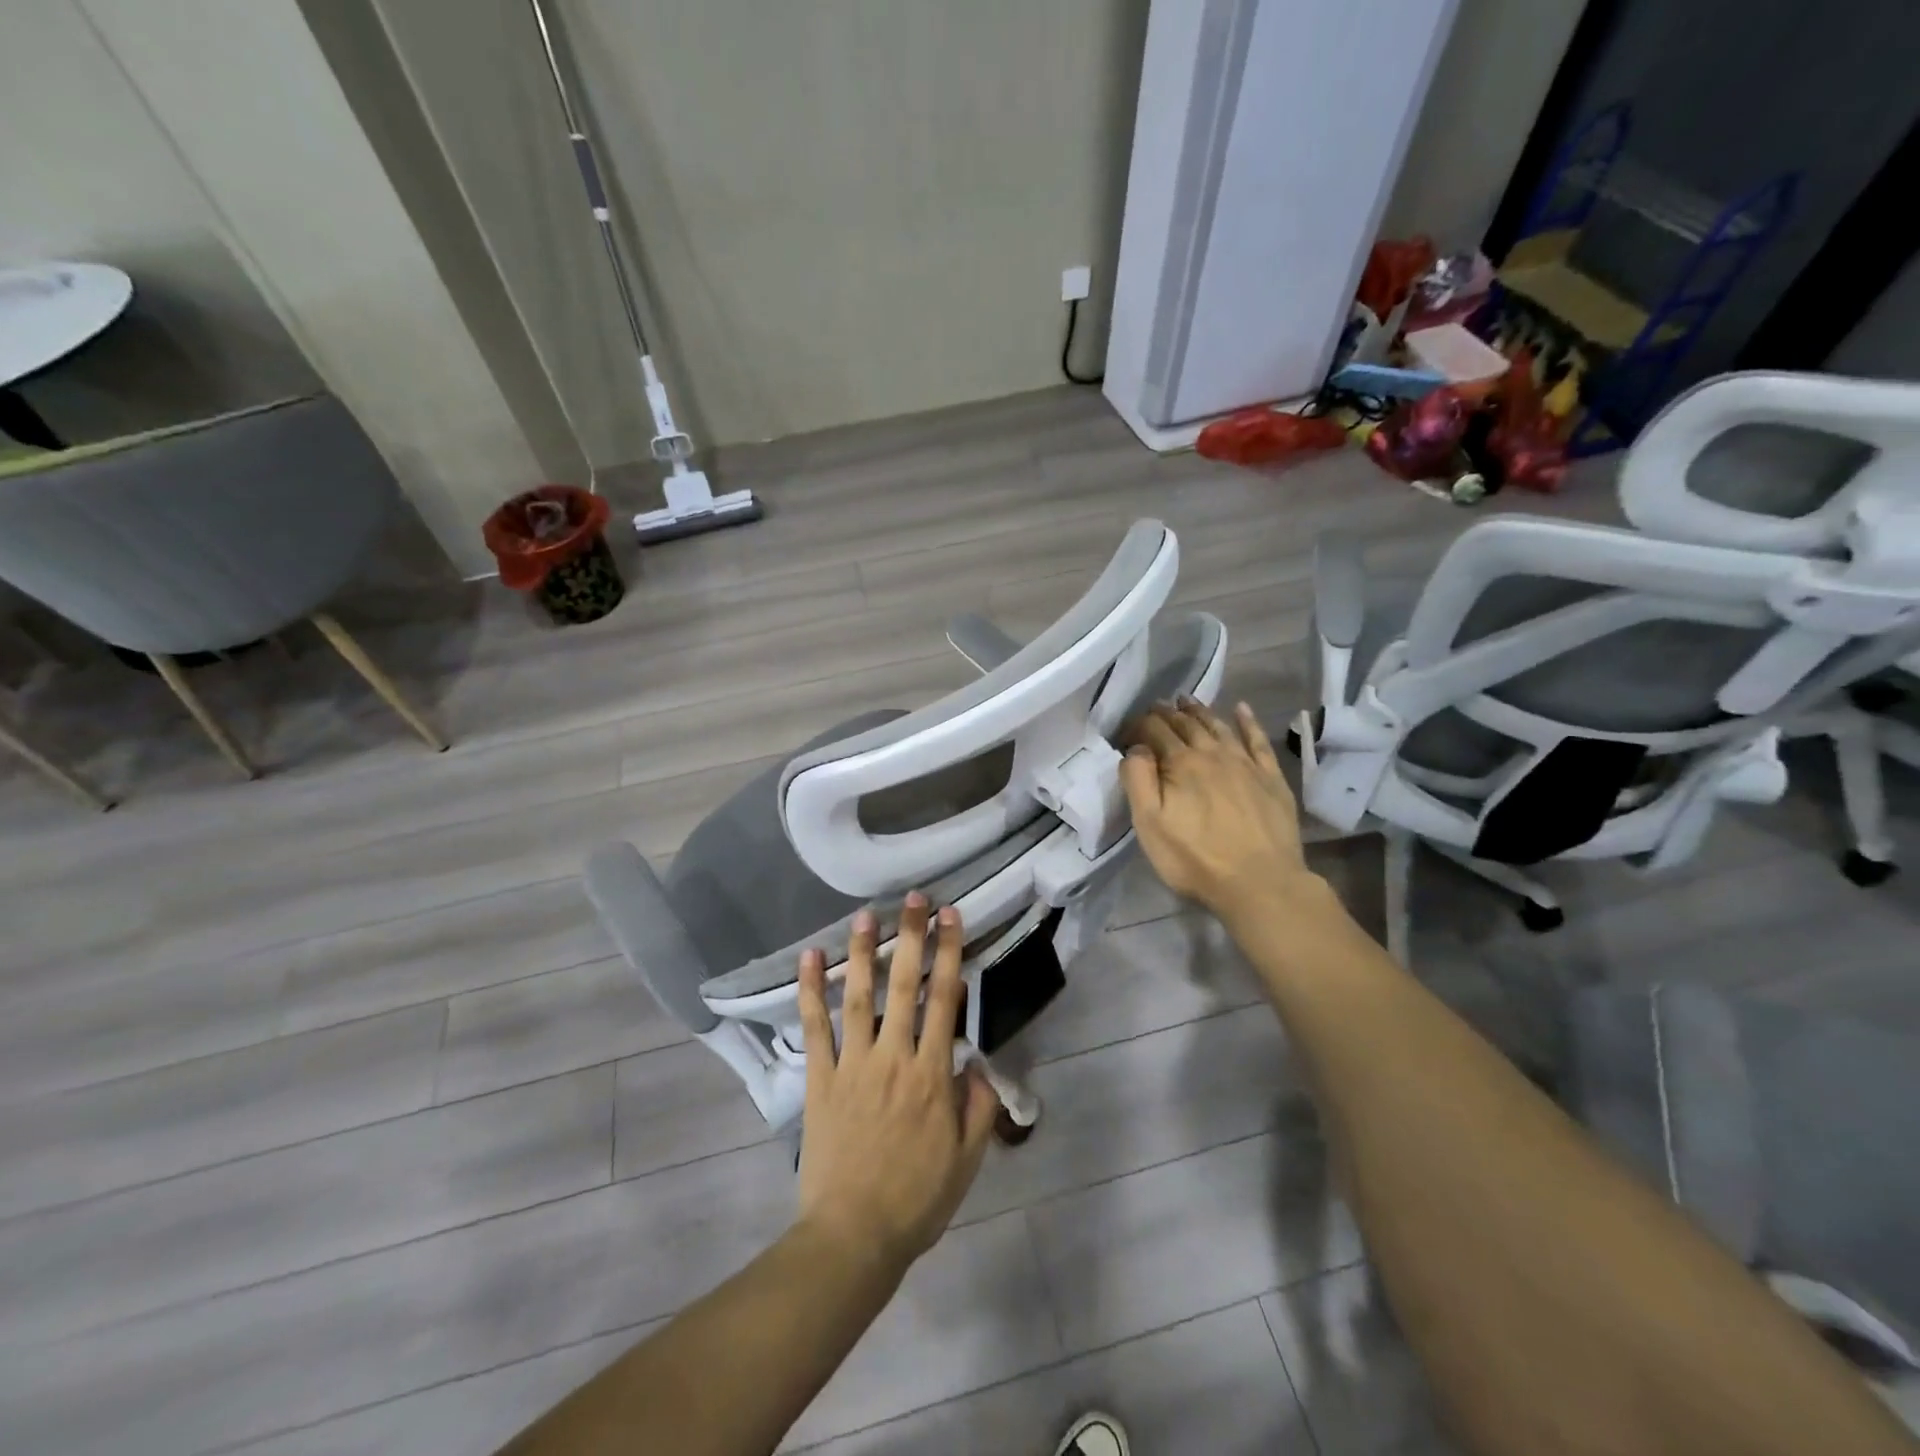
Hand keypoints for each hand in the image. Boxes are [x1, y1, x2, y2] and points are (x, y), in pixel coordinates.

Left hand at [795, 894, 999, 1273]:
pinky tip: (809, 958)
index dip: (950, 954)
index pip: (945, 1001)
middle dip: (913, 938)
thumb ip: (978, 1106)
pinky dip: (810, 991)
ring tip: (866, 915)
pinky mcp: (821, 1079)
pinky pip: (814, 1028)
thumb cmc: (917, 1199)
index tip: (952, 918)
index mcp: (932, 1075)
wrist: (854, 1236)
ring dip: (862, 953)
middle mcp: (893, 1058)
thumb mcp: (967, 1160)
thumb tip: (977, 1061)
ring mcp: (853, 1065)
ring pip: (859, 998)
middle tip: (915, 900)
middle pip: (905, 986)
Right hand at [1123, 698, 1315, 923]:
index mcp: (1180, 764)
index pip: (1155, 732)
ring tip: (1187, 701)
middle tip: (1157, 705)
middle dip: (1168, 713)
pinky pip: (1258, 740)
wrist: (1260, 883)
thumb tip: (1136, 749)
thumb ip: (1138, 781)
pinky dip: (1248, 721)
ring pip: (1218, 727)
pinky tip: (1241, 709)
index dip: (1140, 726)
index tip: (1129, 729)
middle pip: (1187, 725)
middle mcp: (1212, 754)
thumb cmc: (1196, 858)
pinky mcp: (1271, 778)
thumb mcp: (1150, 825)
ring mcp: (1245, 764)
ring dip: (1200, 711)